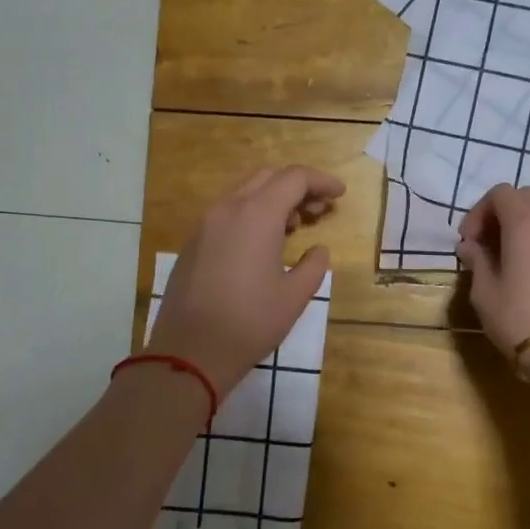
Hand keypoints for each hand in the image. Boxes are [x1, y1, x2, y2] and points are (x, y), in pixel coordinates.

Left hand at [145, 165, 344, 396]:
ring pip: (245, 192)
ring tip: (296, 225)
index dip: (321, 181)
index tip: (339, 194)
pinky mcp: (193, 242)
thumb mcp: (295, 296)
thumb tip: (318, 251)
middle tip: (319, 210)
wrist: (190, 351)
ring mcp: (205, 224)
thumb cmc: (250, 322)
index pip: (294, 178)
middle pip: (268, 177)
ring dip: (274, 199)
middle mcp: (228, 208)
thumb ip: (314, 265)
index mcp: (257, 215)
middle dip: (298, 187)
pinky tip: (264, 242)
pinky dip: (252, 213)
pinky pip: (228, 212)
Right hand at [457, 185, 529, 397]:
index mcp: (524, 222)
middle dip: (502, 213)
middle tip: (487, 243)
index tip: (468, 241)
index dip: (479, 212)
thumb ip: (477, 260)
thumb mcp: (484, 292)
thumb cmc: (518, 318)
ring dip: (524, 223)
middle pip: (525, 197)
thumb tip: (470, 246)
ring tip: (510, 254)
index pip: (500, 194)